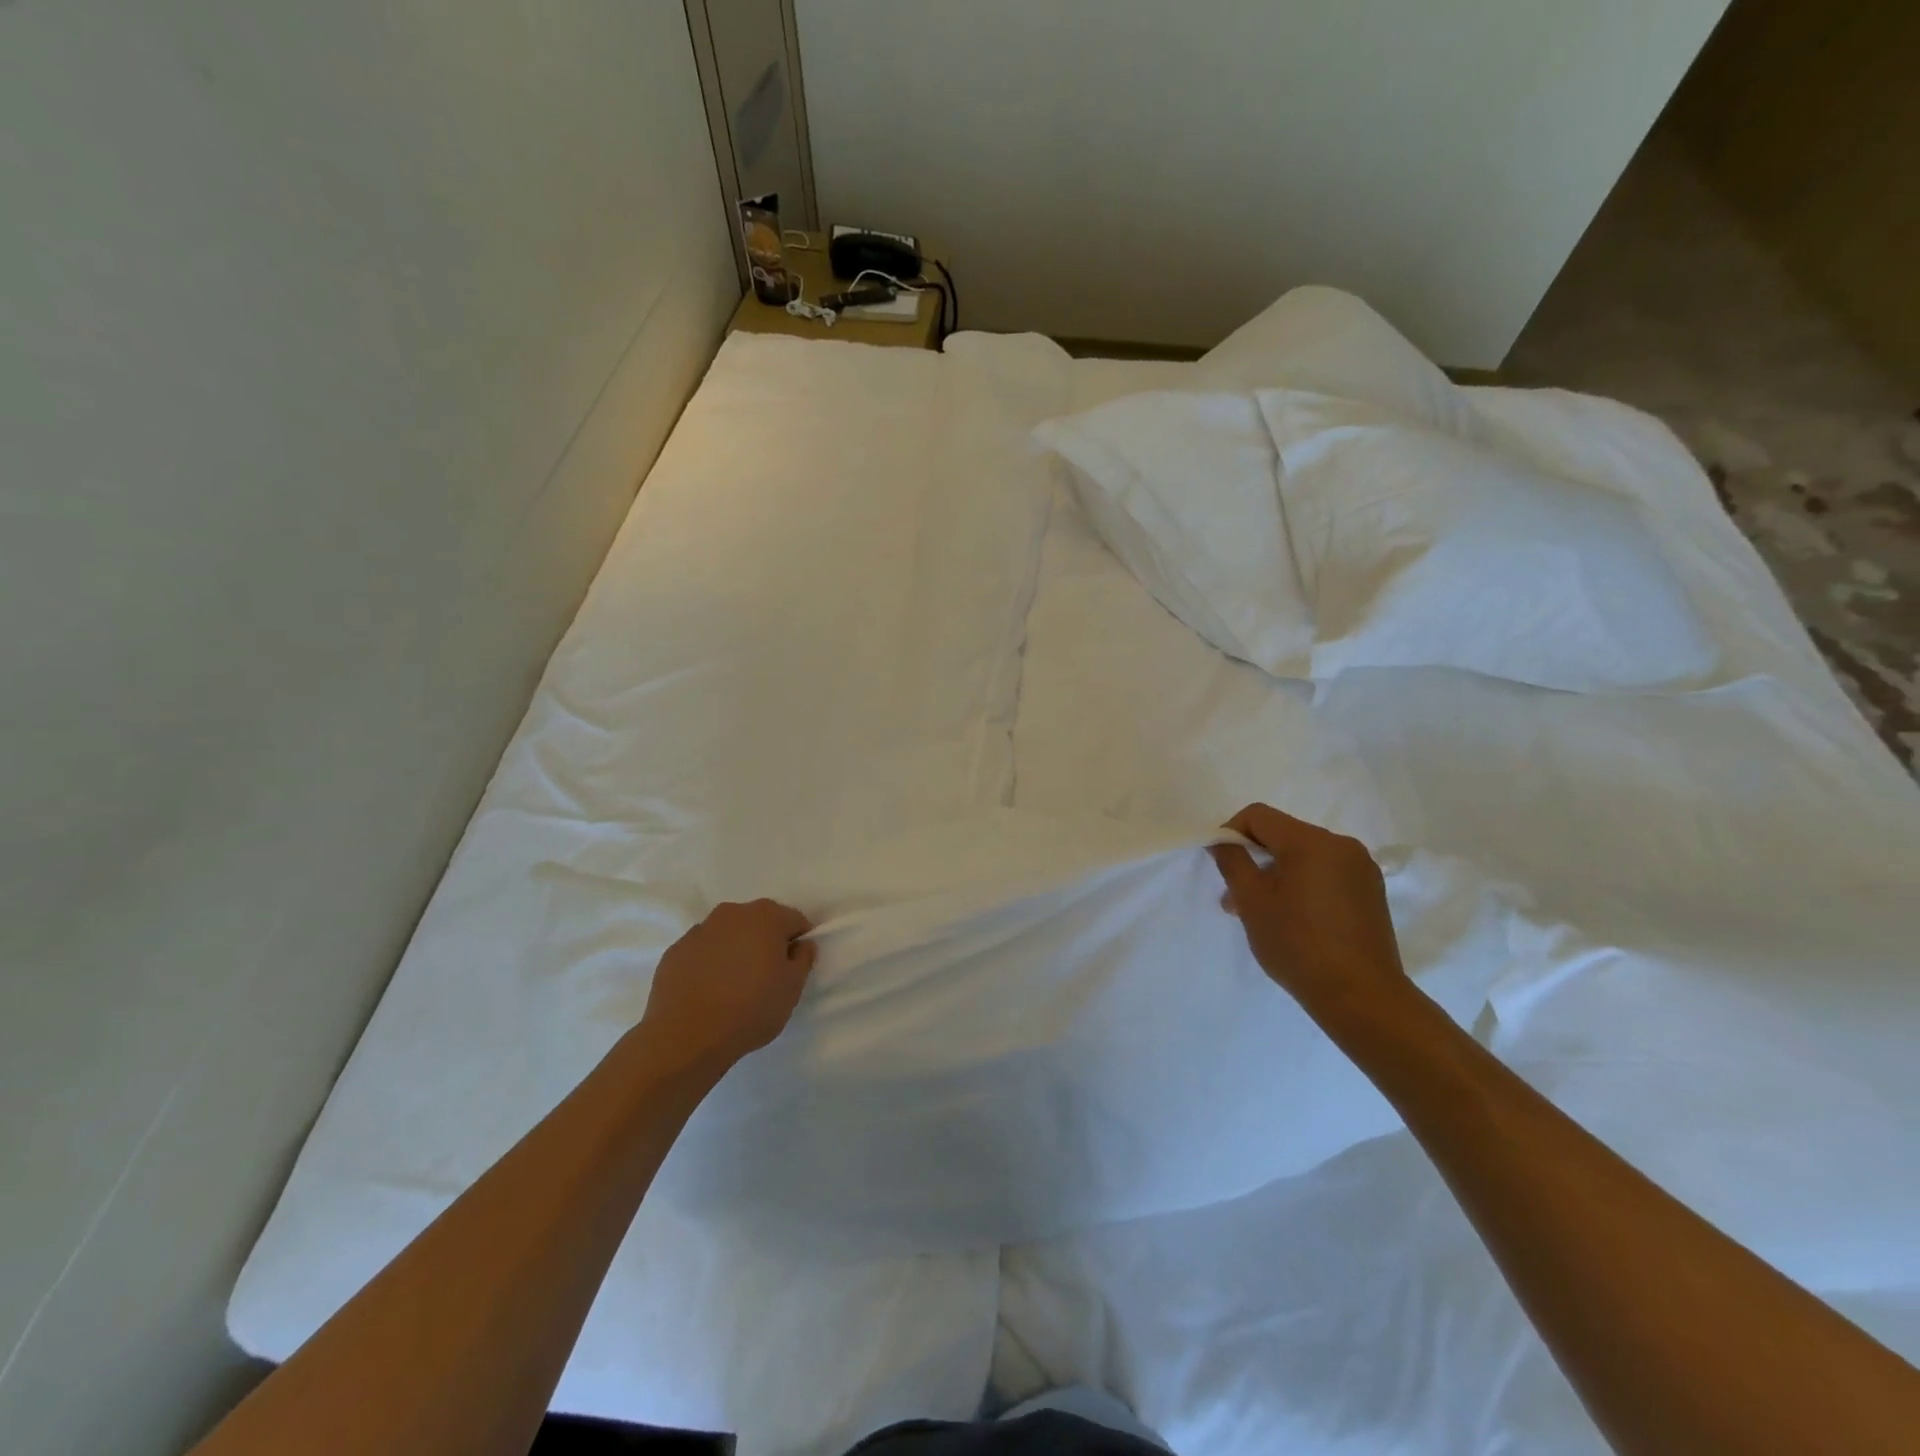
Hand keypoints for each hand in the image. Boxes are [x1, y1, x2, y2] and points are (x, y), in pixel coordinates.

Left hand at [638, 899, 817, 1071]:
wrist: (686, 1036)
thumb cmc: (750, 1008)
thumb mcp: (792, 988)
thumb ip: (803, 959)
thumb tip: (801, 945)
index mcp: (766, 916)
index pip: (794, 920)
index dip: (798, 943)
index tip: (793, 968)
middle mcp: (732, 913)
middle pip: (759, 922)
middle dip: (766, 943)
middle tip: (766, 977)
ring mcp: (699, 930)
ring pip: (728, 936)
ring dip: (736, 951)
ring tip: (733, 987)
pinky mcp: (674, 952)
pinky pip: (702, 952)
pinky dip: (709, 964)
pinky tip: (708, 992)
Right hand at [1209, 803, 1407, 1022]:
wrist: (1361, 996)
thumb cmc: (1298, 945)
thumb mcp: (1252, 902)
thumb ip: (1232, 862)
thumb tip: (1222, 842)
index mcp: (1310, 841)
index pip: (1259, 816)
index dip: (1232, 833)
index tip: (1222, 865)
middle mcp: (1340, 845)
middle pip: (1283, 835)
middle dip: (1254, 858)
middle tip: (1235, 897)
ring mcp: (1360, 868)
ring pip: (1304, 856)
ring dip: (1277, 874)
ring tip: (1261, 912)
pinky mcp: (1370, 891)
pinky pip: (1326, 873)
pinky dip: (1302, 884)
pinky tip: (1293, 918)